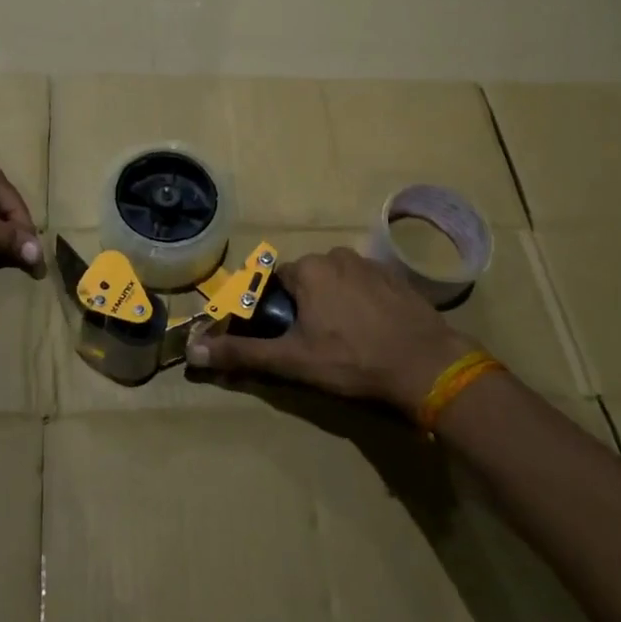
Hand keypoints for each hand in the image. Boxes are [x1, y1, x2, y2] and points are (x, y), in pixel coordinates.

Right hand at [184, 246, 470, 413]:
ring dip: (333, 303)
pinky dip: (361, 304)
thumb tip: (193, 351)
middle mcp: (336, 255)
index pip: (275, 282)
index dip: (274, 310)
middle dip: (304, 306)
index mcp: (307, 269)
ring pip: (337, 282)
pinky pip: (365, 286)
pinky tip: (371, 333)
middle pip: (306, 280)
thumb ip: (243, 354)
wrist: (427, 366)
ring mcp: (370, 264)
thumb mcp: (292, 361)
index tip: (283, 336)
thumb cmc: (352, 360)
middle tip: (314, 344)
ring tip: (344, 341)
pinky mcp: (397, 278)